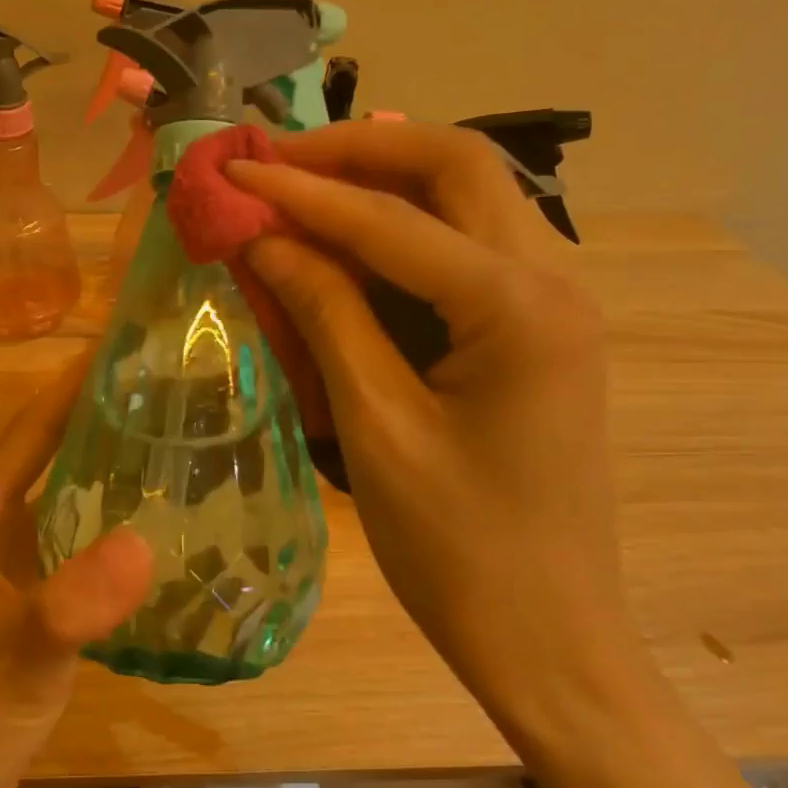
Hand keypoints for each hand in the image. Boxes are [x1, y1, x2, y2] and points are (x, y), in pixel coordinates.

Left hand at [0, 359, 153, 787]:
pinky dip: (110, 519)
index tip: (123, 345)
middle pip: (50, 453)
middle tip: (166, 388)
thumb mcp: (20, 662)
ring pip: (65, 495)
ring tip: (171, 439)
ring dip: (107, 464)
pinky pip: (75, 539)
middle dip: (99, 415)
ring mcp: (9, 567)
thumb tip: (142, 544)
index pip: (30, 432)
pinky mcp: (30, 600)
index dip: (72, 386)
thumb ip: (72, 606)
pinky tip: (154, 523)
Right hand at [227, 120, 639, 721]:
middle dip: (359, 152)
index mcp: (518, 308)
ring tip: (302, 185)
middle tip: (278, 160)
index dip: (303, 190)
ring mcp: (553, 302)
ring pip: (467, 197)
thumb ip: (323, 313)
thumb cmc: (457, 547)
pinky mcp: (535, 329)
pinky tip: (349, 241)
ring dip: (383, 180)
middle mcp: (553, 280)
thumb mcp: (374, 425)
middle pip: (455, 167)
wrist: (546, 636)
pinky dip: (403, 229)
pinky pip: (466, 247)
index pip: (392, 219)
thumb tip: (263, 236)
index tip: (234, 170)